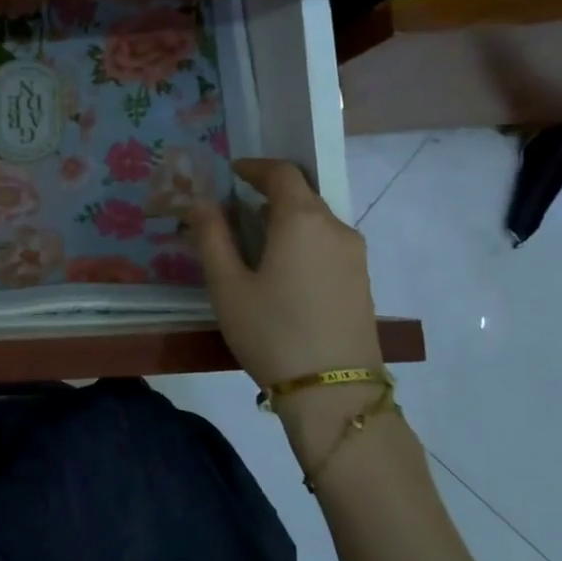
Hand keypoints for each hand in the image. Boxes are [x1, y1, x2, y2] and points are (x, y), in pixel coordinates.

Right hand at [187, 158, 383, 389]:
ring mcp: (355, 256)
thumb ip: (211, 237)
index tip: (232, 172)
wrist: (335, 393)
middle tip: (236, 207)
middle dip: (269, 192)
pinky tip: (283, 267)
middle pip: (303, 193)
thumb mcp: (228, 286)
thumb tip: (199, 202)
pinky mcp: (362, 281)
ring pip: (317, 219)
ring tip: (255, 239)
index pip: (282, 173)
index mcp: (302, 220)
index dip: (255, 167)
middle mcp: (336, 228)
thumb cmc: (272, 332)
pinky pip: (328, 242)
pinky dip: (303, 238)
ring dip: (286, 217)